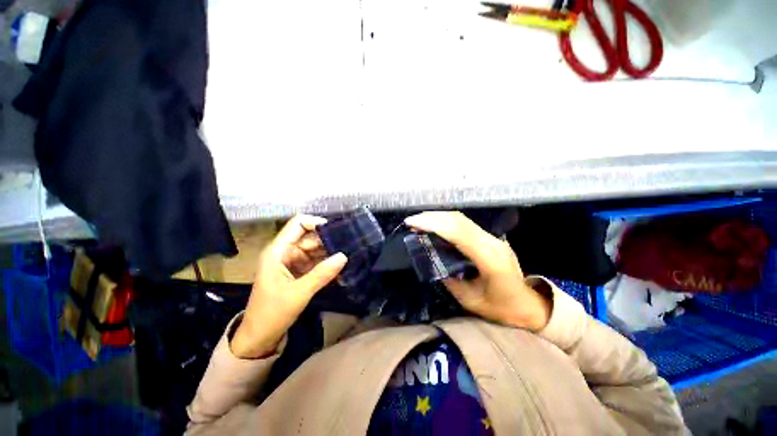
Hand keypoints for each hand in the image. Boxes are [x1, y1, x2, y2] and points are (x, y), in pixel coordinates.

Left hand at [231, 215, 346, 358]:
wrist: (260, 338)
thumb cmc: (272, 313)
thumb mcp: (298, 293)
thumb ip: (322, 274)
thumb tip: (344, 256)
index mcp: (278, 251)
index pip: (298, 224)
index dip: (316, 223)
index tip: (336, 230)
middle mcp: (286, 252)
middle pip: (310, 237)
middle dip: (328, 239)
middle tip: (350, 243)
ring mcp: (293, 262)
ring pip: (315, 249)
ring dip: (330, 251)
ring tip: (350, 252)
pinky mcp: (299, 272)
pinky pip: (316, 262)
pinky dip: (328, 263)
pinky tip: (341, 265)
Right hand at [404, 211, 550, 330]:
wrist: (529, 305)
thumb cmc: (501, 308)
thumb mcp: (470, 300)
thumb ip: (449, 278)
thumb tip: (432, 258)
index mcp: (490, 260)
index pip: (459, 233)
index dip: (434, 225)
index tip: (413, 223)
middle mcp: (492, 243)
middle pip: (460, 221)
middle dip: (433, 217)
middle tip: (412, 221)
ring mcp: (493, 238)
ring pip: (462, 219)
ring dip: (439, 217)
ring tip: (419, 221)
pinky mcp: (490, 238)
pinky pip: (465, 225)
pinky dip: (446, 222)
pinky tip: (435, 225)